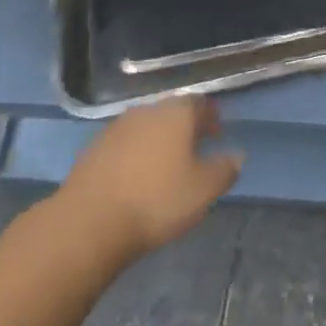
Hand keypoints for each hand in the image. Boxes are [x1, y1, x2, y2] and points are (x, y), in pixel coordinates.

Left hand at [56, 97, 241, 263]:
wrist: (89, 222)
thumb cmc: (156, 201)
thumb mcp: (203, 190)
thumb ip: (224, 169)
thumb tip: (236, 155)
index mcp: (175, 113)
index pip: (199, 103)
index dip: (210, 116)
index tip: (217, 133)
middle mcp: (146, 111)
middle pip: (171, 112)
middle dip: (185, 127)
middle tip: (195, 148)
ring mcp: (116, 128)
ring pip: (146, 127)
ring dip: (158, 140)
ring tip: (166, 165)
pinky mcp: (94, 149)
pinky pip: (124, 144)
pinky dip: (136, 153)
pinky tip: (137, 176)